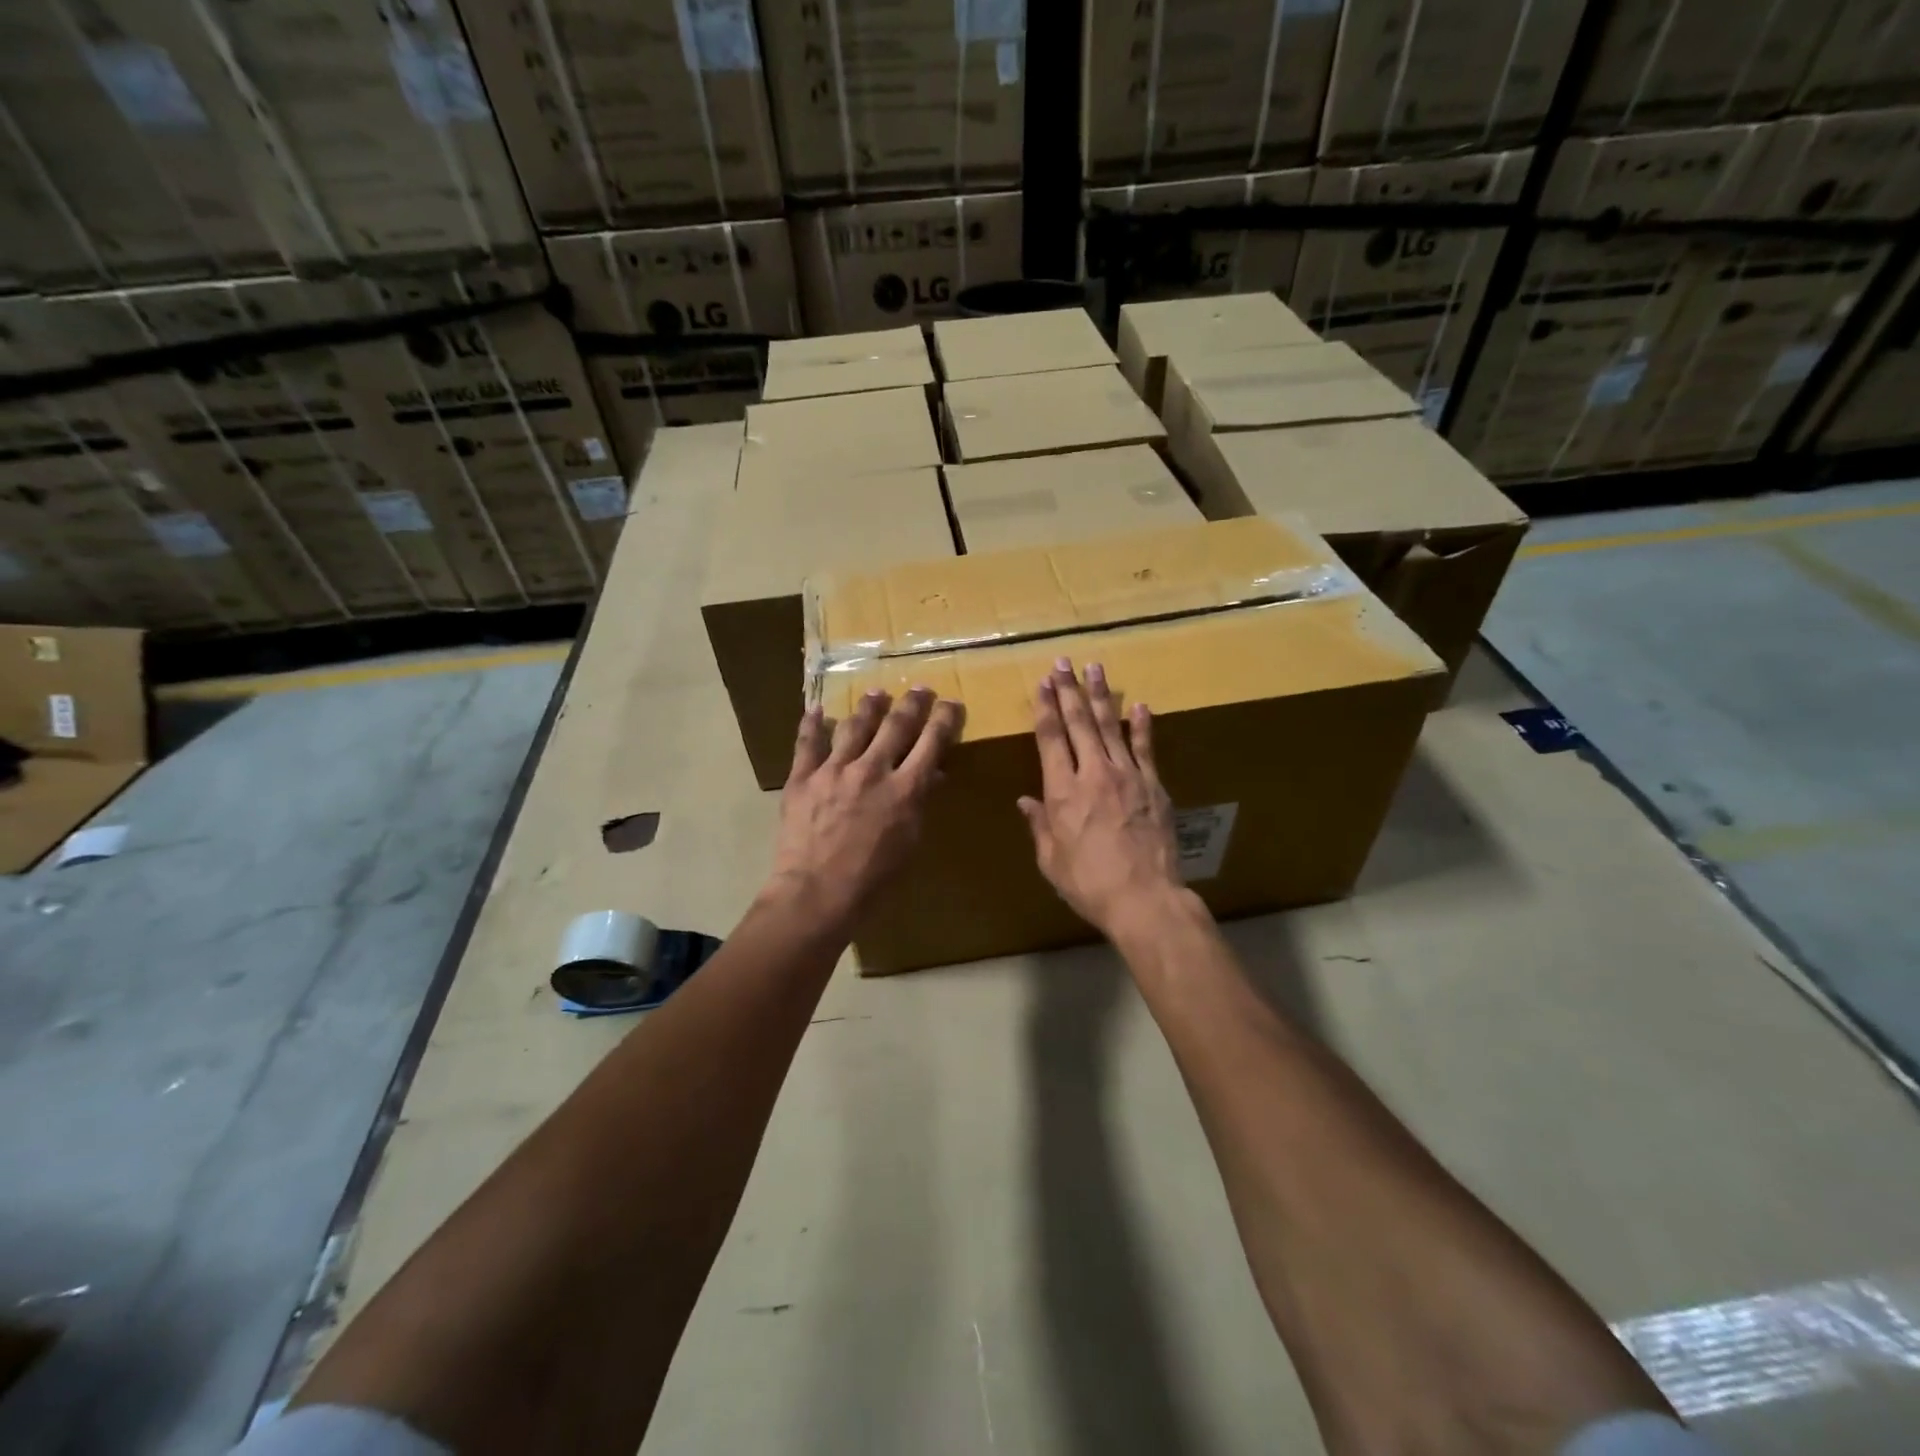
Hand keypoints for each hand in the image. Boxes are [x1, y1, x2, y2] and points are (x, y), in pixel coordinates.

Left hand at [766, 687, 962, 936]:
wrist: (816, 895)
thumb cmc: (872, 881)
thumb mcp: (909, 844)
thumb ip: (919, 804)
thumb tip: (932, 776)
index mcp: (904, 789)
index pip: (931, 743)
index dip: (944, 719)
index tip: (950, 704)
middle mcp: (872, 770)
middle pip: (896, 725)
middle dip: (912, 704)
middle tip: (920, 689)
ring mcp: (833, 770)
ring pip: (855, 725)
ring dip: (869, 706)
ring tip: (876, 693)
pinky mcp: (802, 778)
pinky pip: (807, 742)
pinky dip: (812, 723)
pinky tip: (816, 709)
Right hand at [1018, 658, 1184, 937]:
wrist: (1144, 897)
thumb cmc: (1088, 883)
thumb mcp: (1051, 860)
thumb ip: (1039, 826)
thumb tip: (1025, 801)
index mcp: (1062, 791)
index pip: (1051, 738)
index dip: (1045, 708)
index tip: (1042, 684)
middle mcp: (1092, 774)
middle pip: (1078, 723)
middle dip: (1068, 690)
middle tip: (1062, 662)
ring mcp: (1127, 776)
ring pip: (1110, 727)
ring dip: (1100, 696)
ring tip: (1094, 668)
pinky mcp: (1153, 785)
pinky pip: (1145, 748)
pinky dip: (1141, 725)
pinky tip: (1138, 705)